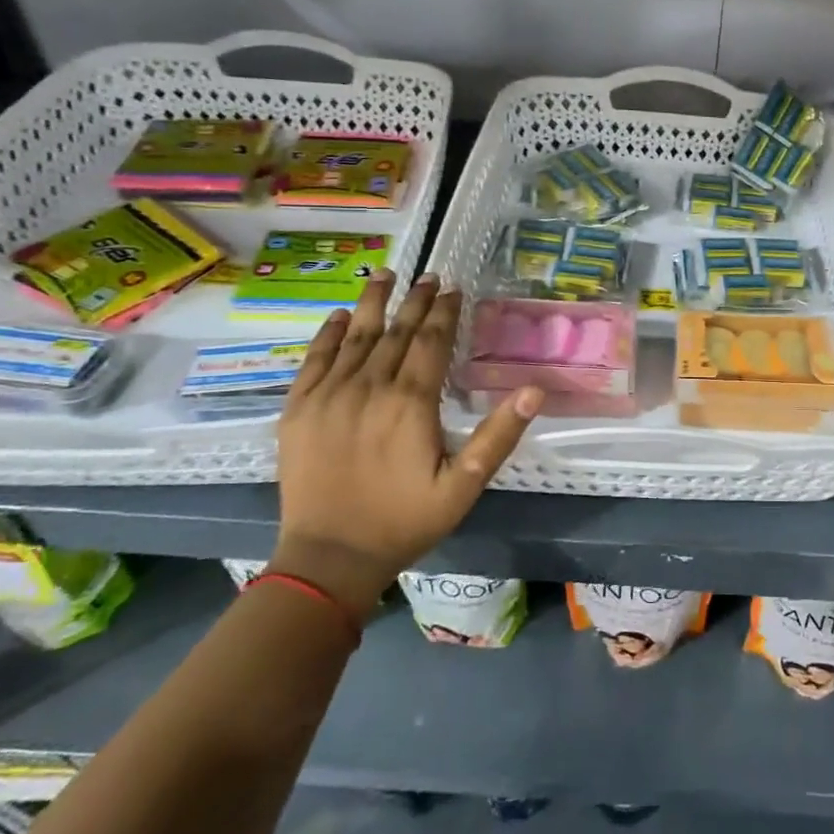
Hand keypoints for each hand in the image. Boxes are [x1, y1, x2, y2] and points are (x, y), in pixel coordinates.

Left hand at [268, 272, 541, 621]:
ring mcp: (328, 396)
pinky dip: (326, 335)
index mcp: (410, 402)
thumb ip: (499, 435)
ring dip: (372, 304)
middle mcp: (368, 387)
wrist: (329, 558)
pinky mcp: (298, 410)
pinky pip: (313, 360)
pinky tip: (337, 317)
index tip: (453, 288)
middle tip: (428, 275)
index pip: (431, 342)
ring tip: (384, 274)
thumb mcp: (464, 485)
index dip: (444, 312)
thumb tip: (535, 390)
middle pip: (396, 332)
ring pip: (354, 337)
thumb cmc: (405, 521)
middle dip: (415, 301)